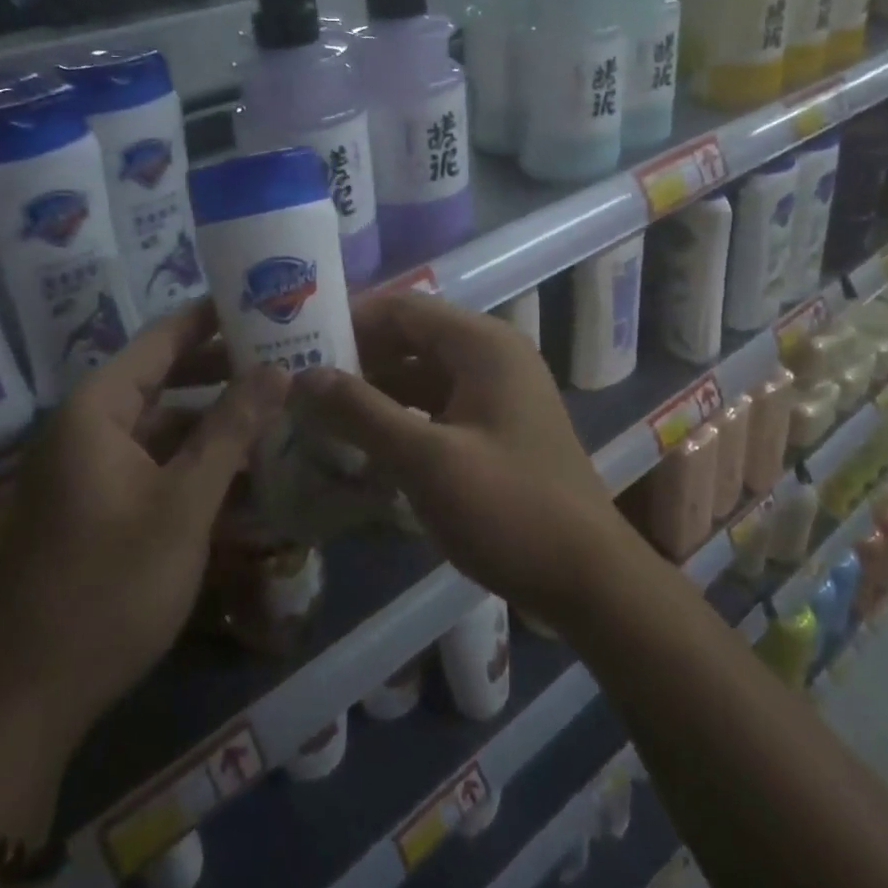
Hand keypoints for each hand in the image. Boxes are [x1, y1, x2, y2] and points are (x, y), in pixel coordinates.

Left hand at [0, 301, 289, 739]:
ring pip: (159, 423)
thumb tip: (277, 369)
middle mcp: (84, 427)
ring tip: (275, 409)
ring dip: (212, 418)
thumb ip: (231, 429)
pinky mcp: (93, 504)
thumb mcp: (184, 503)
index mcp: (94, 410)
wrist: (31, 700)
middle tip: (284, 355)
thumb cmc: (111, 587)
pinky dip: (192, 459)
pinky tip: (242, 469)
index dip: (212, 317)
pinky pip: (150, 461)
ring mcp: (85, 468)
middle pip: (161, 377)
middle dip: (221, 368)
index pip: (161, 339)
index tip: (263, 300)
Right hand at [293, 292, 639, 630]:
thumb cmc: (510, 509)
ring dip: (375, 391)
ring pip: (420, 375)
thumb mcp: (426, 460)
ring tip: (319, 414)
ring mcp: (496, 392)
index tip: (298, 346)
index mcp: (481, 344)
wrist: (588, 579)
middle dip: (357, 359)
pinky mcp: (495, 427)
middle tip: (300, 385)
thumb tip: (299, 377)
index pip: (401, 308)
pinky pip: (436, 406)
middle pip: (410, 338)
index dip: (349, 322)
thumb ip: (360, 412)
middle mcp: (491, 355)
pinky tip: (363, 445)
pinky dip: (400, 418)